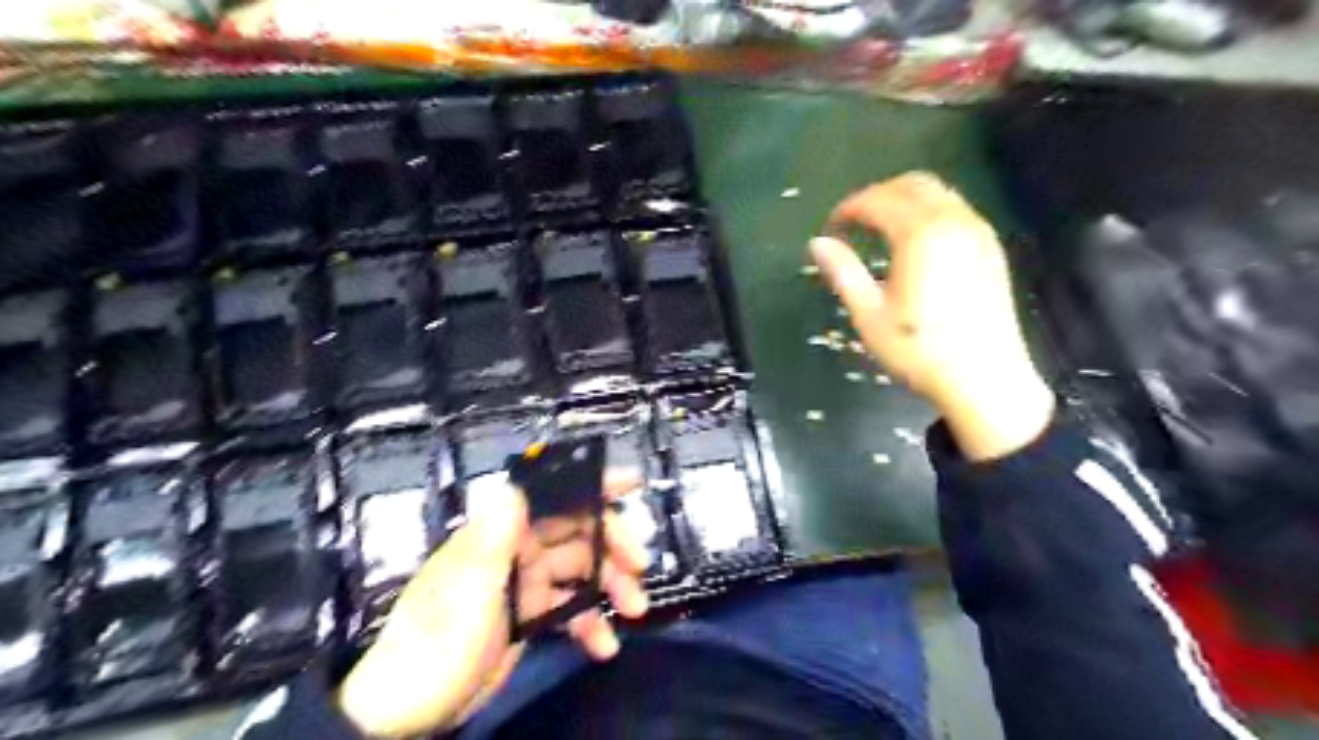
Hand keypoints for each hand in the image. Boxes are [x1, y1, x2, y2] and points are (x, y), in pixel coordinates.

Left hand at [336, 472, 651, 737]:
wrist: (409, 712)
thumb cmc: (437, 644)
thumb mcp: (467, 592)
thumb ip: (492, 540)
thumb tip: (514, 486)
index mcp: (499, 534)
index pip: (550, 495)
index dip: (590, 484)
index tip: (630, 483)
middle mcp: (516, 550)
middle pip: (576, 532)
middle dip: (612, 545)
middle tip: (639, 565)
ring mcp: (524, 583)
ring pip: (580, 570)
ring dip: (610, 586)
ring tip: (635, 610)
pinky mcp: (529, 615)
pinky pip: (570, 608)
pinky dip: (590, 623)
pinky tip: (605, 645)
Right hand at [809, 173, 1058, 461]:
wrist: (984, 379)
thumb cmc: (919, 350)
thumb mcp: (870, 315)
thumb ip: (843, 272)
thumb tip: (817, 243)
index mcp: (920, 235)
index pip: (878, 201)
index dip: (849, 209)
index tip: (831, 227)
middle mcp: (953, 221)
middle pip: (912, 184)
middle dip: (878, 195)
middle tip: (853, 222)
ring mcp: (978, 232)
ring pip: (938, 193)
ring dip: (904, 200)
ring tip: (879, 229)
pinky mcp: (990, 247)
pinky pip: (956, 210)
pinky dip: (929, 212)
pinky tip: (915, 243)